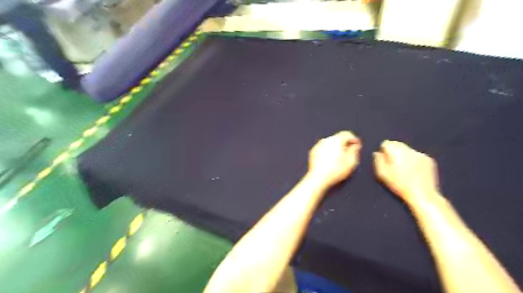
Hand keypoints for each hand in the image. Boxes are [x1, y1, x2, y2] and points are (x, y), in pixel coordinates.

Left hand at [308, 130, 362, 187]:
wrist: (318, 178)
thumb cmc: (335, 171)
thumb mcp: (350, 162)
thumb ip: (355, 151)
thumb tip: (355, 145)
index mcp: (336, 140)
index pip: (347, 134)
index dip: (354, 139)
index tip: (357, 146)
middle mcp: (326, 140)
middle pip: (338, 138)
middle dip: (345, 144)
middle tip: (349, 153)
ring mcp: (318, 145)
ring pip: (330, 143)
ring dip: (336, 148)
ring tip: (339, 159)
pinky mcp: (313, 151)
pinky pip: (323, 148)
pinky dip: (328, 151)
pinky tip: (330, 161)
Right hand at [373, 140, 438, 203]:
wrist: (422, 194)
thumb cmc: (399, 185)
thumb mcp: (383, 174)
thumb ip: (378, 161)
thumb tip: (377, 153)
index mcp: (396, 152)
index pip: (386, 143)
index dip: (384, 151)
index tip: (384, 160)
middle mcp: (409, 149)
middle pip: (397, 144)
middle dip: (394, 151)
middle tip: (393, 164)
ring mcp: (420, 154)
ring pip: (408, 149)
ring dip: (403, 155)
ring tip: (404, 168)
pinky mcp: (429, 160)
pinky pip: (417, 155)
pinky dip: (413, 159)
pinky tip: (413, 170)